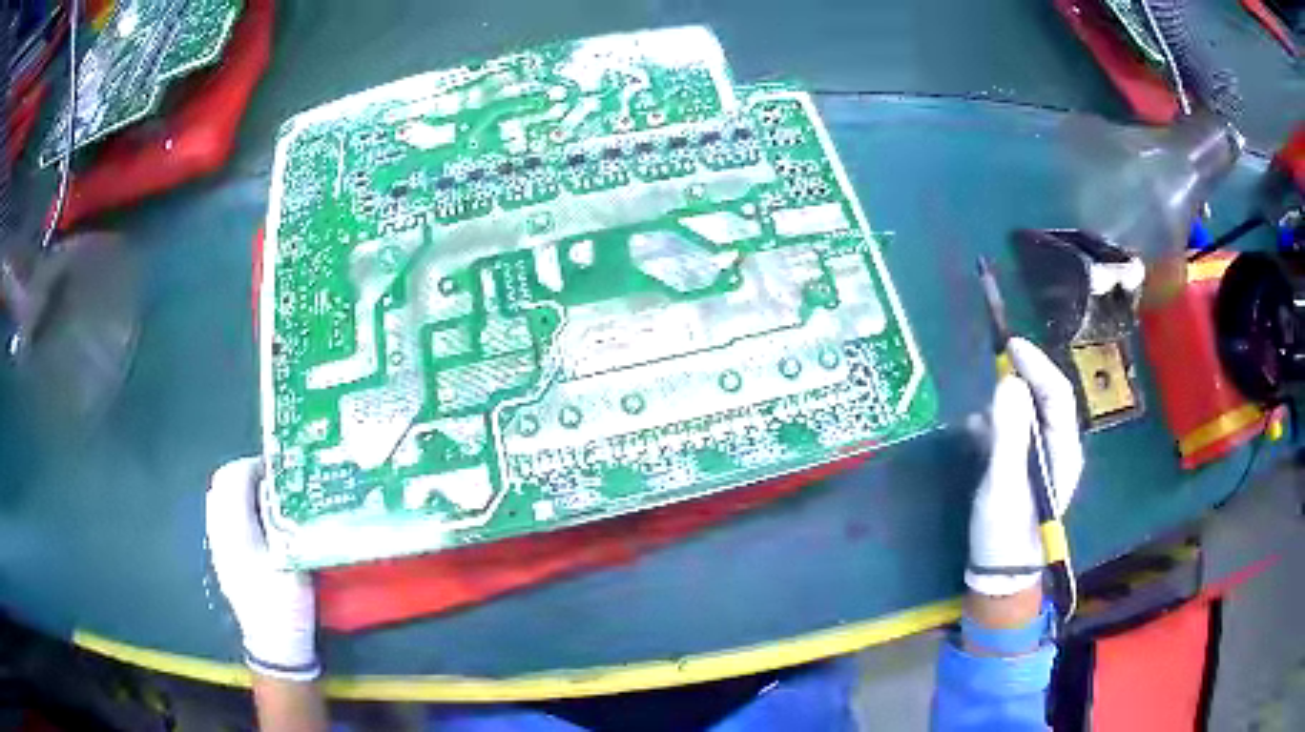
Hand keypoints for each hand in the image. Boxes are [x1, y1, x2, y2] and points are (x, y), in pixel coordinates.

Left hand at [207, 457, 318, 680]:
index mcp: (235, 529)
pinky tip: (255, 520)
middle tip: (272, 480)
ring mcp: (217, 544)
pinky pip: (220, 515)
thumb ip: (282, 521)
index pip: (234, 478)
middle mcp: (219, 531)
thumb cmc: (285, 603)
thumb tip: (279, 489)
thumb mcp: (292, 561)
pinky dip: (234, 505)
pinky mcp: (221, 555)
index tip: (278, 470)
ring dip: (238, 488)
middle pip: (221, 483)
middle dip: (244, 473)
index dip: (255, 466)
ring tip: (265, 497)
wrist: (273, 643)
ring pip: (218, 497)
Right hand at [965, 338, 1083, 596]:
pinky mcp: (1023, 471)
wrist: (1000, 574)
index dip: (1037, 365)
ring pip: (1030, 416)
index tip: (1012, 344)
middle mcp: (1057, 449)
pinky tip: (977, 426)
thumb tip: (1009, 382)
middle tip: (997, 358)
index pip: (1057, 395)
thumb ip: (1009, 434)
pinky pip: (1015, 434)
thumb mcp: (1005, 483)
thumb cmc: (1007, 530)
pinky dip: (998, 422)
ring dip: (1011, 398)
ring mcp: (1040, 461)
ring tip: (985, 390)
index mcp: (1063, 450)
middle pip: (1046, 401)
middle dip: (1025, 375)